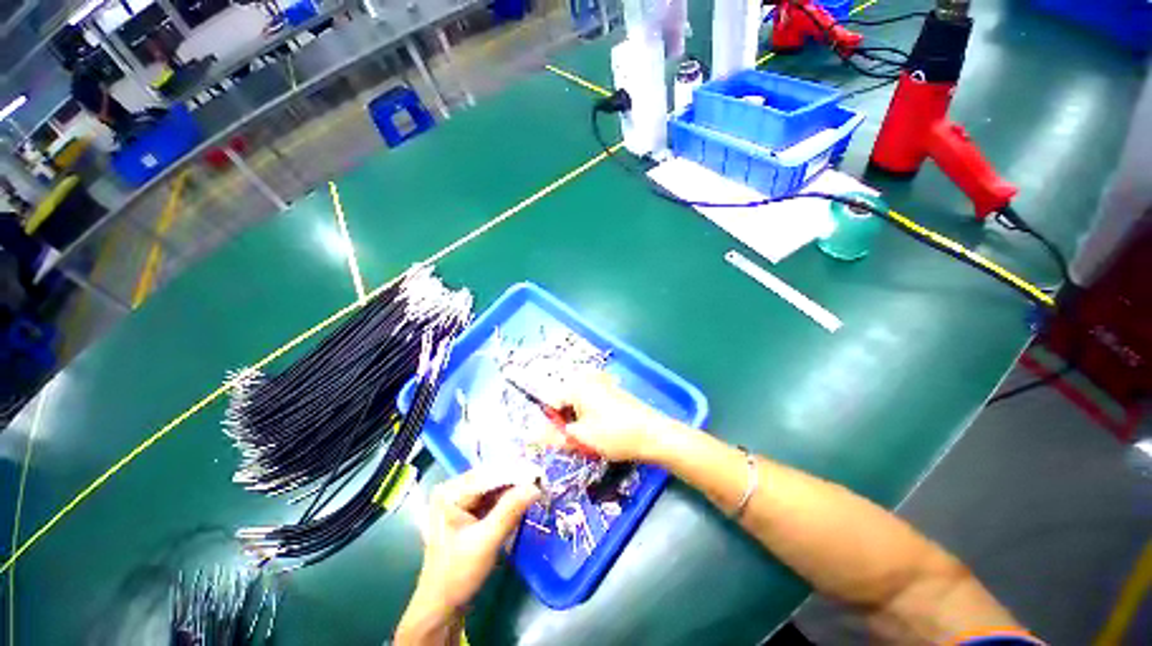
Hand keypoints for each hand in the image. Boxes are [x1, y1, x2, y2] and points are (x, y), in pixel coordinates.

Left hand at [398, 468, 539, 641]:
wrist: (441, 607)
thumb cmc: (458, 575)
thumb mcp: (486, 542)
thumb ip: (510, 511)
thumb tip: (535, 486)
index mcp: (450, 493)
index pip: (488, 475)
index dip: (515, 473)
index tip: (540, 474)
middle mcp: (453, 490)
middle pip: (491, 478)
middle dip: (516, 479)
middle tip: (541, 480)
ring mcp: (459, 500)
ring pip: (493, 487)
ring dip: (514, 488)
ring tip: (537, 486)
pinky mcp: (467, 511)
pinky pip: (492, 498)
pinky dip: (507, 499)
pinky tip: (523, 498)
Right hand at [557, 370, 673, 461]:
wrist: (652, 434)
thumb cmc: (613, 434)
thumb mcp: (581, 438)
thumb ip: (555, 436)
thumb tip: (533, 436)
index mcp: (577, 386)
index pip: (552, 402)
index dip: (554, 423)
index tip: (563, 440)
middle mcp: (588, 379)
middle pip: (567, 402)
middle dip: (568, 422)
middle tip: (579, 441)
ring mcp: (603, 384)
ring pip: (580, 404)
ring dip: (580, 421)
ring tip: (592, 438)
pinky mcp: (614, 391)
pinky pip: (593, 403)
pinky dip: (593, 416)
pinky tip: (603, 431)